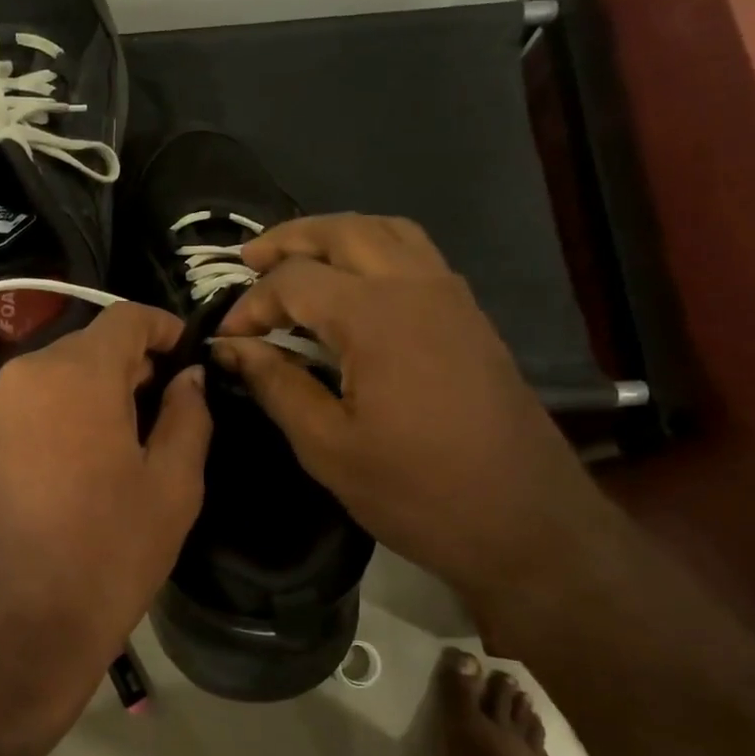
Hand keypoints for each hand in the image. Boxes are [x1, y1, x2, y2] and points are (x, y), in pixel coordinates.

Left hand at [0, 303, 212, 684]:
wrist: (17, 623)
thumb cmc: (108, 551)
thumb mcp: (172, 484)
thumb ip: (187, 415)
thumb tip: (187, 377)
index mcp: (75, 374)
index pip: (126, 318)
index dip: (165, 328)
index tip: (190, 356)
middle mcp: (25, 374)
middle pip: (90, 345)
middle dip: (133, 365)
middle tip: (169, 407)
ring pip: (59, 375)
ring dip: (97, 390)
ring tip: (129, 438)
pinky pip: (32, 404)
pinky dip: (64, 412)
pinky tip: (84, 458)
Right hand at [213, 214, 612, 621]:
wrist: (527, 524)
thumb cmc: (417, 491)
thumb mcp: (327, 446)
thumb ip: (275, 384)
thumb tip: (229, 348)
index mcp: (376, 317)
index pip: (295, 281)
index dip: (251, 303)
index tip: (227, 338)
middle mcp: (417, 287)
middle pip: (344, 231)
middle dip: (289, 239)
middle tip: (248, 261)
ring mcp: (452, 297)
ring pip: (387, 231)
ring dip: (335, 235)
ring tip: (298, 260)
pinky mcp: (470, 316)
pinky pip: (416, 255)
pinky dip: (373, 250)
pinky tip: (352, 287)